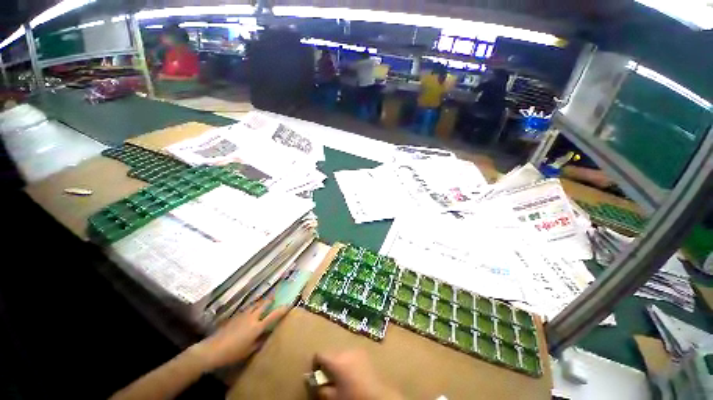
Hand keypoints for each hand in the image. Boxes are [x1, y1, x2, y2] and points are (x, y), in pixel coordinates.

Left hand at [191, 297, 288, 370]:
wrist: (213, 349)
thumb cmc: (233, 353)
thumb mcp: (249, 350)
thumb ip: (260, 341)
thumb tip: (268, 334)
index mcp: (258, 326)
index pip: (274, 315)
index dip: (283, 309)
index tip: (290, 304)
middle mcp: (253, 317)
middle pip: (264, 304)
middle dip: (271, 299)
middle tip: (276, 296)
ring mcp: (243, 315)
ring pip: (256, 304)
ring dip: (262, 301)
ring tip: (265, 300)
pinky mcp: (236, 315)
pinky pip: (248, 308)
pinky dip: (253, 306)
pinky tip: (252, 309)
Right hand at [314, 350, 401, 399]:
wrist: (377, 396)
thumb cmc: (352, 397)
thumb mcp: (333, 397)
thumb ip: (320, 388)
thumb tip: (313, 381)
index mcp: (336, 360)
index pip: (319, 354)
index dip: (315, 365)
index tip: (317, 376)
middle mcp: (345, 350)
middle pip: (331, 353)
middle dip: (328, 364)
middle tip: (330, 379)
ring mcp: (356, 350)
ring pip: (341, 353)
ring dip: (339, 362)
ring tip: (342, 377)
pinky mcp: (364, 353)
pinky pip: (351, 354)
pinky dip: (348, 361)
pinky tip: (353, 374)